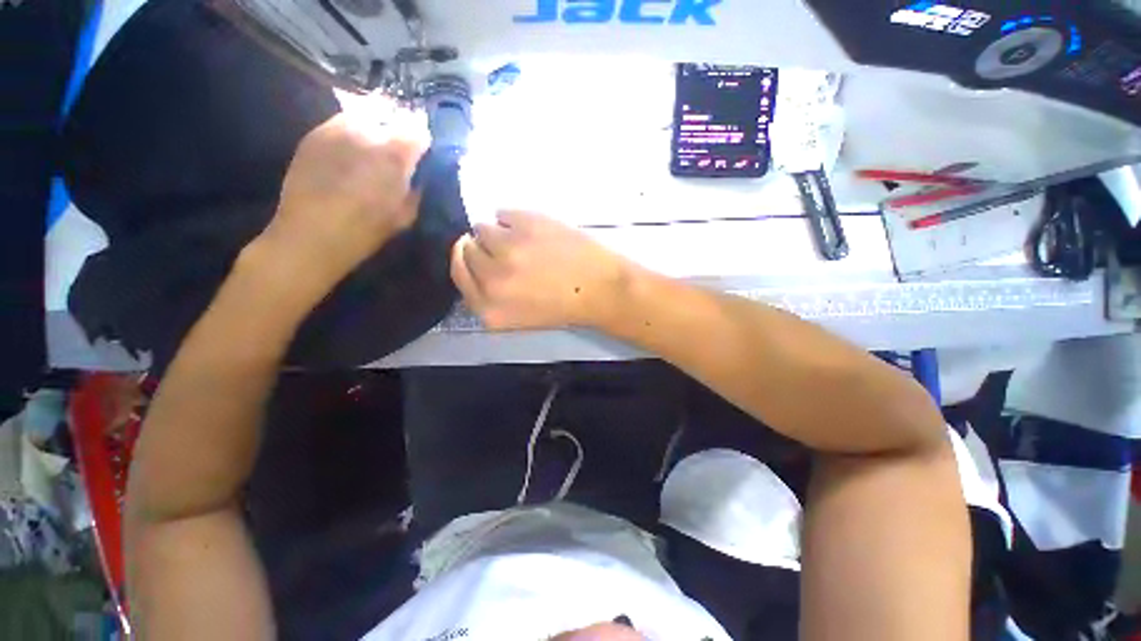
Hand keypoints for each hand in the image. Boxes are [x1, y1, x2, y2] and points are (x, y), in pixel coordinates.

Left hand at [255, 110, 427, 298]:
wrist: (311, 234)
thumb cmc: (366, 230)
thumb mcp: (406, 214)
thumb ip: (416, 187)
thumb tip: (418, 174)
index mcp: (394, 153)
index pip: (419, 130)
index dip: (423, 144)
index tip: (422, 157)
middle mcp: (366, 130)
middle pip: (392, 116)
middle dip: (399, 132)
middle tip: (398, 154)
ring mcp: (336, 127)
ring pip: (365, 114)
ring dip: (375, 129)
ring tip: (372, 152)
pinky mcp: (315, 133)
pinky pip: (342, 123)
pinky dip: (352, 134)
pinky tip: (350, 156)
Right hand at [450, 211, 634, 329]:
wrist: (600, 288)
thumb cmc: (562, 306)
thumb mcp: (518, 316)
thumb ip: (489, 296)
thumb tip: (471, 261)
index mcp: (489, 309)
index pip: (459, 274)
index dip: (467, 262)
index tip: (476, 255)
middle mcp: (491, 279)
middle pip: (467, 249)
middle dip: (483, 248)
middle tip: (509, 251)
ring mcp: (507, 249)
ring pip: (482, 228)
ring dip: (499, 233)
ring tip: (525, 242)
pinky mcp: (525, 223)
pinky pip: (502, 213)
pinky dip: (514, 219)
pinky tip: (535, 232)